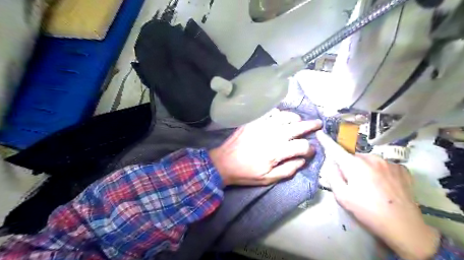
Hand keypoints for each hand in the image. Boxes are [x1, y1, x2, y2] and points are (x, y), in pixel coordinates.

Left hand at [208, 110, 320, 186]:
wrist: (223, 163)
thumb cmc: (245, 173)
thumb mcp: (267, 179)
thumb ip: (288, 170)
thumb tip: (302, 160)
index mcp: (276, 152)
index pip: (302, 146)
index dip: (310, 149)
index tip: (311, 151)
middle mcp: (272, 135)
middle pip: (297, 127)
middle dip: (311, 125)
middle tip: (318, 124)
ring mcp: (262, 126)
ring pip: (285, 116)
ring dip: (295, 118)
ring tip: (298, 121)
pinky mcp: (253, 122)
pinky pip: (269, 112)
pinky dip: (278, 113)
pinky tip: (280, 117)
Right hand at [318, 132, 439, 259]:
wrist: (404, 226)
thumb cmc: (367, 211)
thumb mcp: (342, 196)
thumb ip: (333, 176)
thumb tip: (331, 163)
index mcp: (354, 165)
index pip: (335, 149)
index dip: (326, 141)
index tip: (319, 132)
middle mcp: (371, 158)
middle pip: (352, 157)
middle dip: (349, 166)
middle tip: (353, 183)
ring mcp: (389, 162)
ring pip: (368, 161)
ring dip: (364, 168)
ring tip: (370, 186)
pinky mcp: (402, 168)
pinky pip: (383, 165)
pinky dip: (379, 171)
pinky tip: (384, 185)